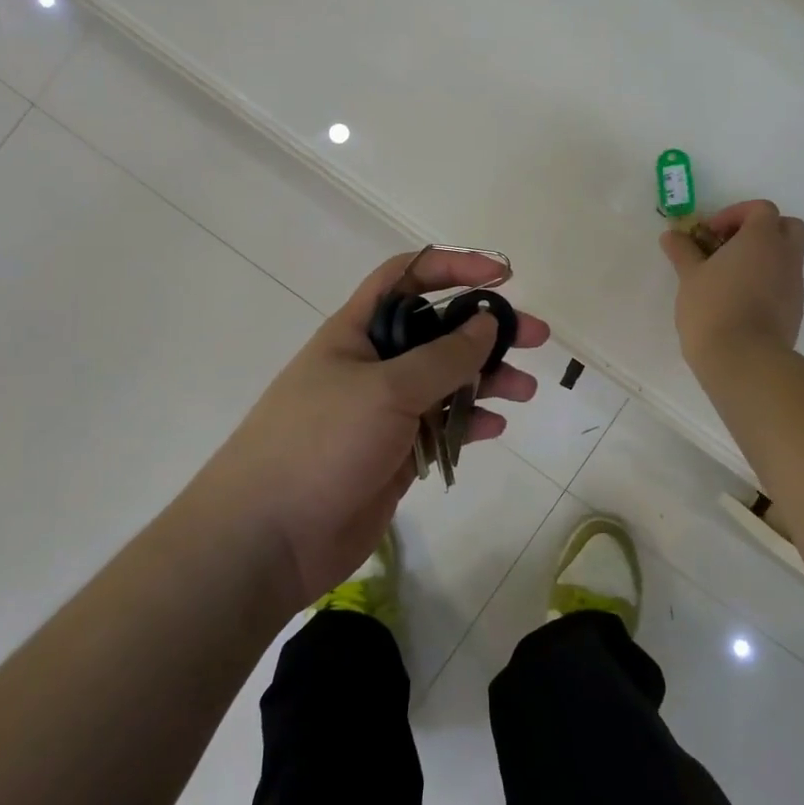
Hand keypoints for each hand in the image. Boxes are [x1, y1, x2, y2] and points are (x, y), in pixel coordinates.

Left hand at [199, 250, 548, 607]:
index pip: (407, 277)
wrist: (268, 538)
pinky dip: (468, 423)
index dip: (453, 266)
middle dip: (485, 330)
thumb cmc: (321, 443)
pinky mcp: (393, 453)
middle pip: (437, 331)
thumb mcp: (386, 390)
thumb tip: (485, 321)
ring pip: (445, 382)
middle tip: (536, 338)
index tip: (502, 275)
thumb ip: (443, 356)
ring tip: (525, 390)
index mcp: (357, 331)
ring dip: (485, 380)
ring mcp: (383, 411)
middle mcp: (372, 364)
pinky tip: (494, 427)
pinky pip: (440, 427)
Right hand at [660, 199, 803, 373]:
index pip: (761, 209)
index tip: (710, 233)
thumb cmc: (713, 308)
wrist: (744, 360)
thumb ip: (683, 251)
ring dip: (763, 259)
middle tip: (730, 247)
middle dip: (761, 231)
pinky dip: (766, 283)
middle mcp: (785, 256)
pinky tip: (739, 302)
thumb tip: (672, 235)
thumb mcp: (689, 276)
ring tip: (729, 278)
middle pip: (787, 226)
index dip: (735, 214)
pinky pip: (784, 284)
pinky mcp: (794, 310)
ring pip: (786, 257)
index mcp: (762, 239)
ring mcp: (794, 284)